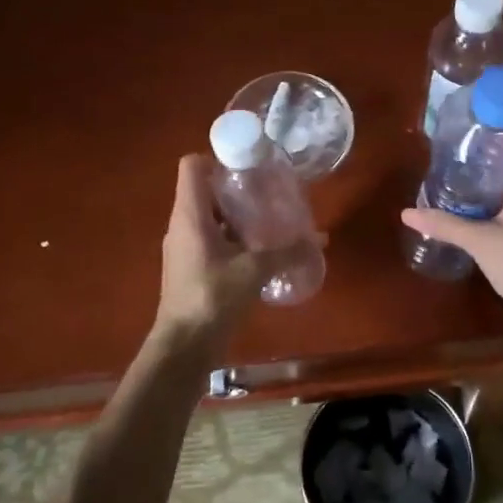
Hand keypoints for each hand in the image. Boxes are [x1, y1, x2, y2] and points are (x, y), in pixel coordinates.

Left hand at [153, 155, 299, 349]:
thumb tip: (320, 240)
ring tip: (269, 220)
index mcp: (190, 214)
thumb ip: (287, 252)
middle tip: (268, 192)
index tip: (250, 165)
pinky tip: (258, 251)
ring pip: (209, 216)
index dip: (218, 157)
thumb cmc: (213, 298)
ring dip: (235, 215)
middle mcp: (182, 224)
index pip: (192, 165)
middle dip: (236, 187)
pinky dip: (231, 238)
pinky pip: (210, 239)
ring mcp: (183, 247)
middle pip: (204, 189)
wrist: (184, 345)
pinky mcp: (190, 267)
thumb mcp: (254, 271)